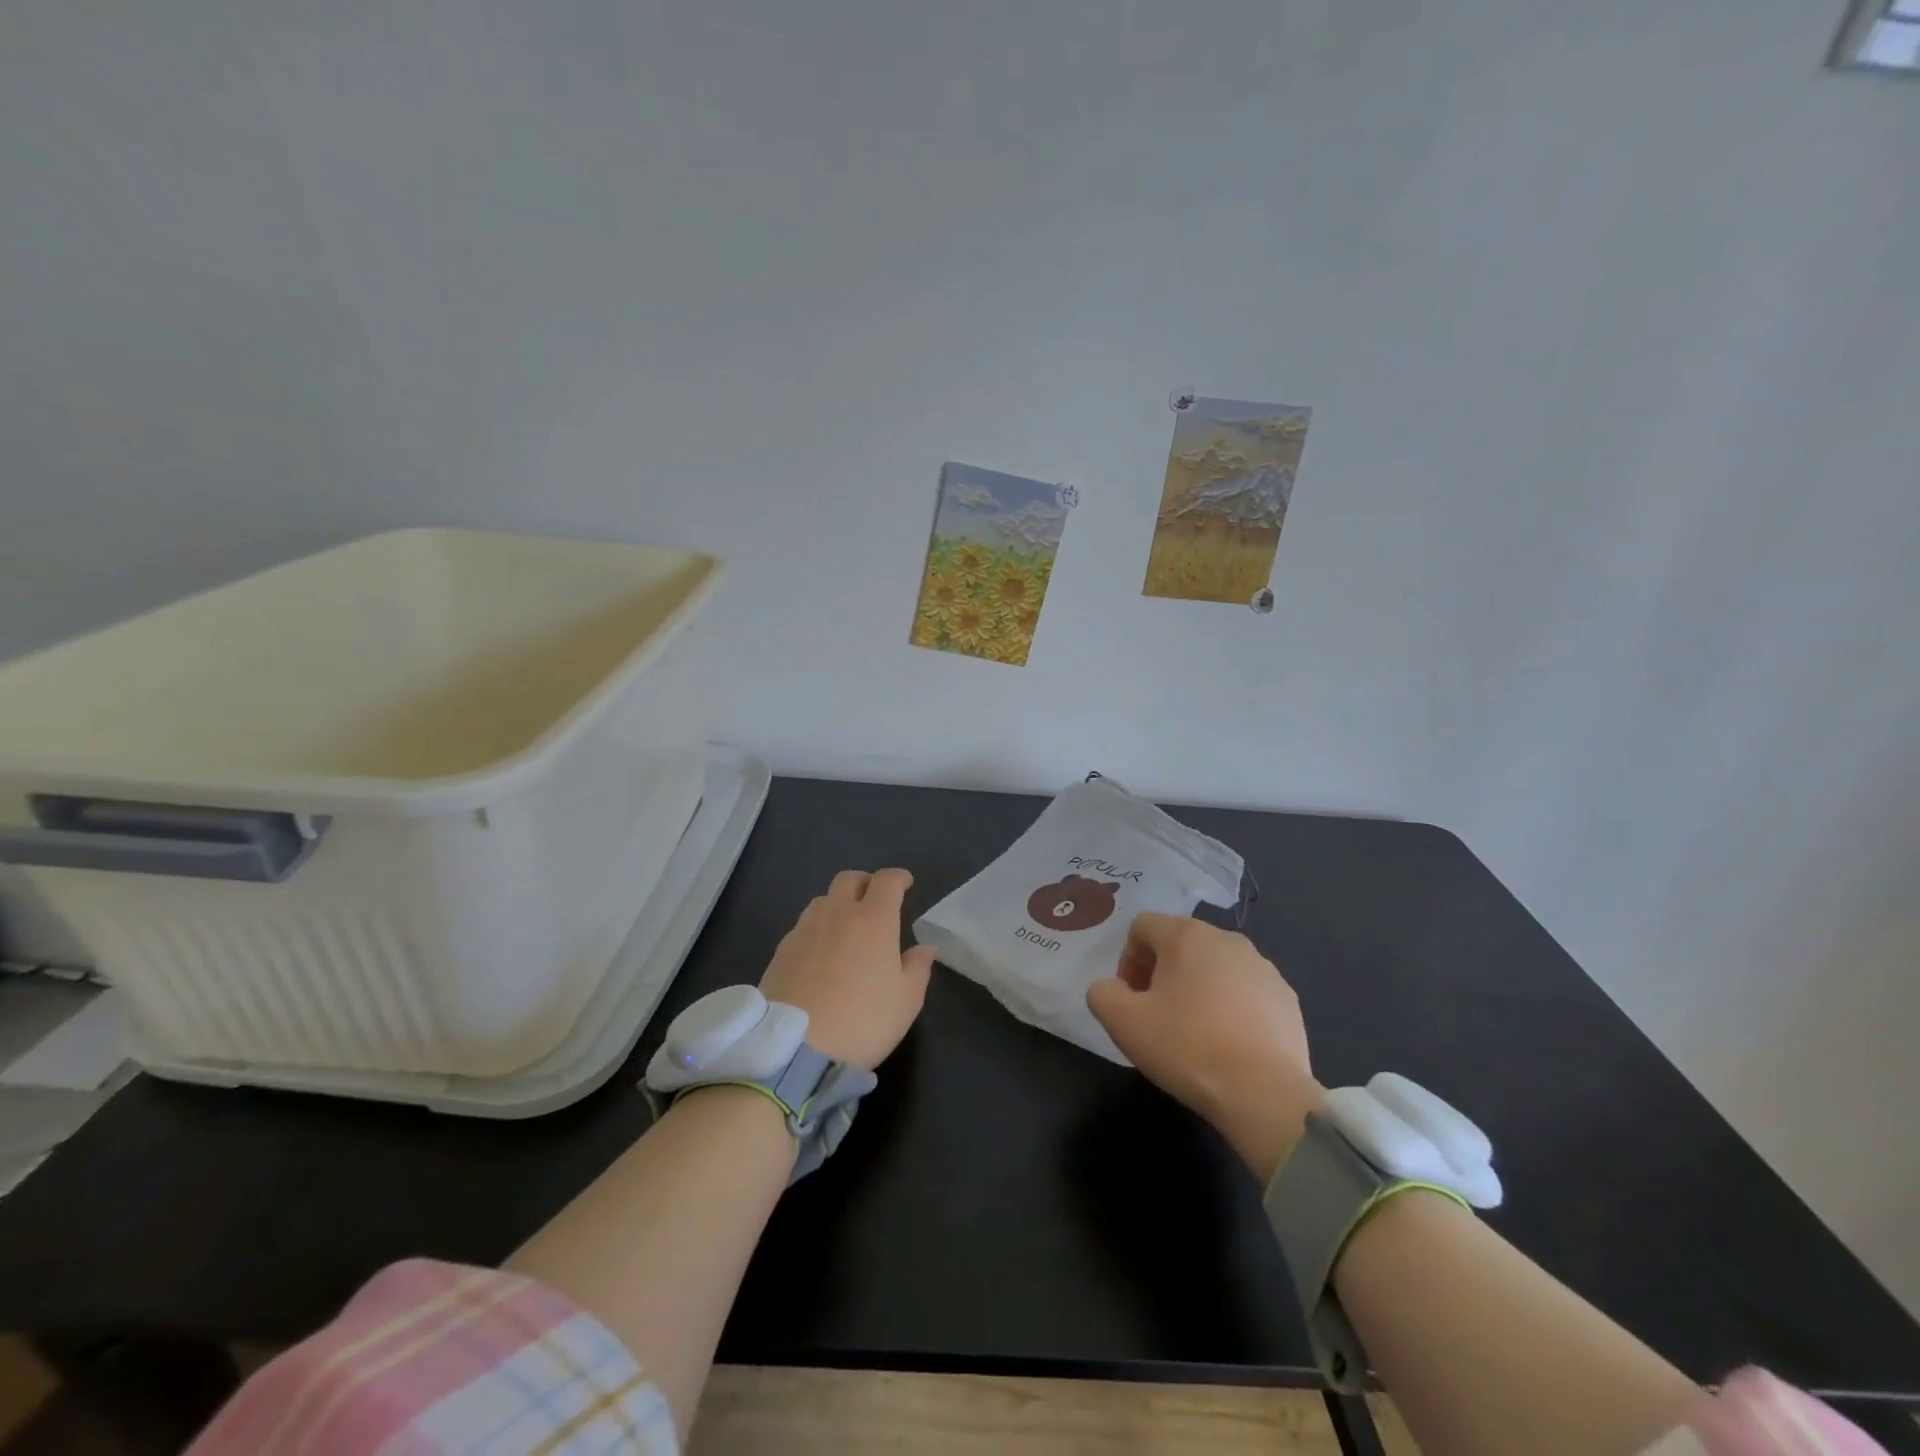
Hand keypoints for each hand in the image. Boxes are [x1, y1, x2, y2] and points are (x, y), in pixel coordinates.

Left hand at [759, 868, 934, 1070]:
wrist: (795, 1049)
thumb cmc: (863, 1021)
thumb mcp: (906, 1001)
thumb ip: (918, 968)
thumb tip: (924, 948)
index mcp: (873, 919)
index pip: (887, 881)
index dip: (899, 878)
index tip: (906, 884)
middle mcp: (837, 914)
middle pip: (849, 879)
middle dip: (866, 883)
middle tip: (875, 900)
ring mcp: (805, 930)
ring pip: (823, 900)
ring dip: (838, 904)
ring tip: (846, 927)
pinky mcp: (781, 950)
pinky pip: (803, 926)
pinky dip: (817, 929)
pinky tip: (821, 953)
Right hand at [1086, 913, 1323, 1182]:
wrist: (1265, 1095)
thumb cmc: (1188, 1048)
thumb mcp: (1123, 1023)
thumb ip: (1102, 993)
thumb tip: (1111, 989)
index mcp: (1187, 935)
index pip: (1142, 927)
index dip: (1127, 960)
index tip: (1132, 1000)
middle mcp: (1228, 940)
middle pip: (1179, 944)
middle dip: (1161, 974)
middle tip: (1157, 1017)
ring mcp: (1264, 968)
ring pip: (1214, 968)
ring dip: (1197, 990)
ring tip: (1194, 1034)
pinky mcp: (1287, 999)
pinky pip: (1245, 992)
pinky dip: (1231, 1008)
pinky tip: (1228, 1045)